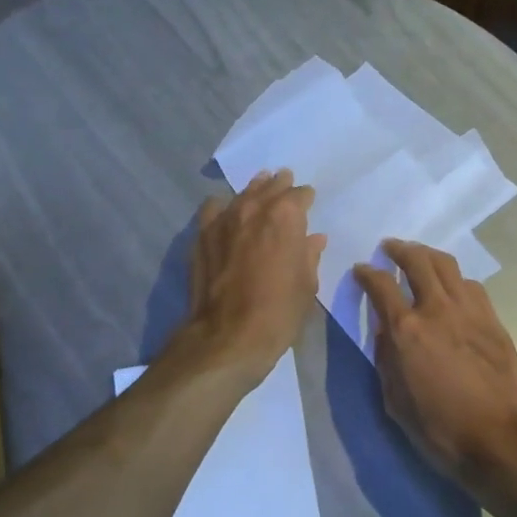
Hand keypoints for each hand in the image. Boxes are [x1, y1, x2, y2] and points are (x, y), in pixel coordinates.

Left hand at [181, 170, 325, 381]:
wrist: (228, 334)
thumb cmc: (279, 311)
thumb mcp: (306, 285)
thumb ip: (309, 255)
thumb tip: (313, 239)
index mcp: (286, 216)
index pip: (299, 195)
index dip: (305, 198)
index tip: (308, 201)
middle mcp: (254, 208)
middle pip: (269, 187)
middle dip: (280, 185)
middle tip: (285, 181)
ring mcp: (224, 220)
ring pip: (242, 194)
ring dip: (254, 190)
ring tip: (260, 187)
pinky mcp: (202, 235)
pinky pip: (213, 209)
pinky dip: (223, 207)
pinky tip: (226, 212)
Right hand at [353, 240, 516, 493]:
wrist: (499, 439)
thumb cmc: (439, 427)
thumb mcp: (395, 400)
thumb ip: (386, 358)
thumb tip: (385, 331)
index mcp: (407, 330)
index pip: (381, 284)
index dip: (367, 272)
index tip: (361, 270)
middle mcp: (437, 310)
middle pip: (418, 260)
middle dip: (400, 249)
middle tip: (390, 248)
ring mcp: (470, 311)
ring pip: (447, 266)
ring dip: (429, 256)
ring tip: (420, 258)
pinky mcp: (493, 321)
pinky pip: (471, 286)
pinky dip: (455, 278)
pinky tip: (452, 286)